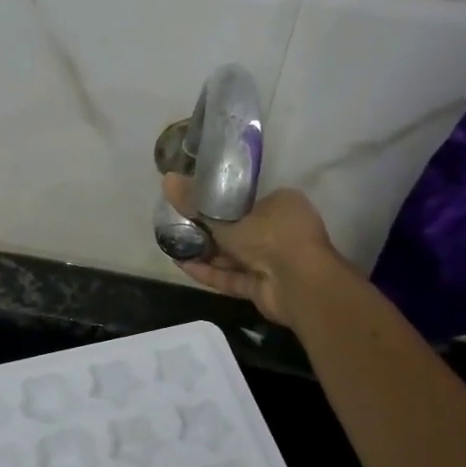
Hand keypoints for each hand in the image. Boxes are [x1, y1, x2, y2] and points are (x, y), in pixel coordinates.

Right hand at [161, 174, 358, 329]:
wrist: (299, 284)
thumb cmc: (270, 236)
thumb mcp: (225, 215)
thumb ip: (195, 202)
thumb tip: (166, 179)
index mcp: (281, 205)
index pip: (246, 200)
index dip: (218, 202)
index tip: (193, 202)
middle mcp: (280, 231)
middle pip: (237, 230)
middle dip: (207, 231)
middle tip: (177, 225)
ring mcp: (272, 262)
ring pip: (233, 256)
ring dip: (205, 253)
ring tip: (173, 245)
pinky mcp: (263, 287)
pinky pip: (232, 277)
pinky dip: (210, 273)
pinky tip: (183, 266)